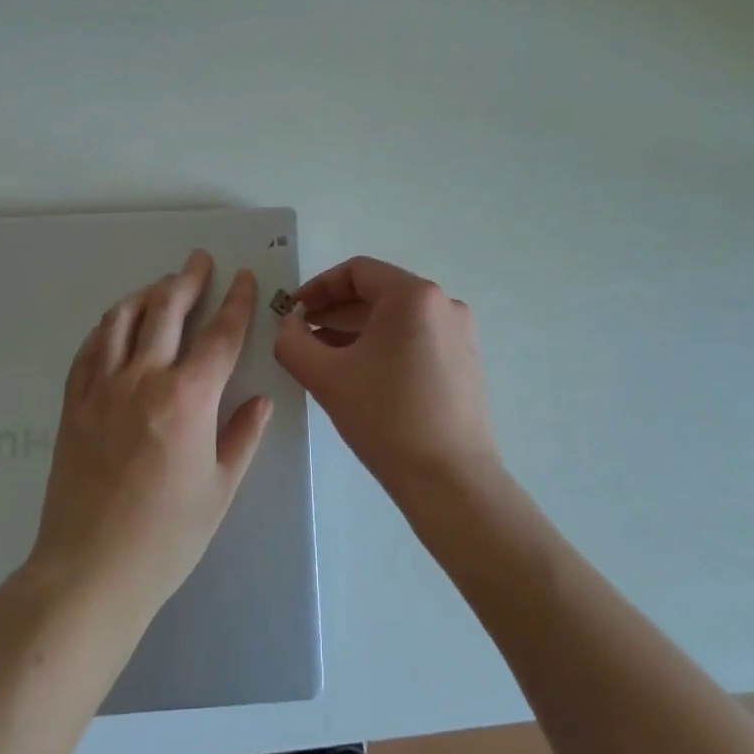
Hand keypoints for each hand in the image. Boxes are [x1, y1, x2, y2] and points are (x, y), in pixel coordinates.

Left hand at [29, 250, 271, 616]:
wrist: (89, 572)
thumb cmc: (166, 537)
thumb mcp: (220, 489)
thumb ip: (242, 437)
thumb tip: (260, 401)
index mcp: (188, 399)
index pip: (219, 336)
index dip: (236, 302)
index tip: (242, 278)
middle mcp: (144, 380)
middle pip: (167, 311)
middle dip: (188, 280)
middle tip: (199, 260)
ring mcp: (102, 389)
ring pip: (122, 321)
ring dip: (146, 294)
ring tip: (160, 285)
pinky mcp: (74, 405)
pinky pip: (89, 350)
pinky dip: (107, 328)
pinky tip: (116, 325)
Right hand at [273, 256, 500, 502]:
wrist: (450, 482)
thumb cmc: (386, 419)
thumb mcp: (327, 377)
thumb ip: (293, 342)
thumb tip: (289, 324)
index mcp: (414, 296)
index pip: (357, 272)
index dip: (318, 287)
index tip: (293, 311)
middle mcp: (443, 303)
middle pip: (378, 292)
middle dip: (335, 310)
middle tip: (301, 333)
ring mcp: (459, 332)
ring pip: (396, 317)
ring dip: (356, 328)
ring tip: (323, 354)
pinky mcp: (465, 359)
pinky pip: (415, 336)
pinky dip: (383, 344)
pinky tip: (359, 371)